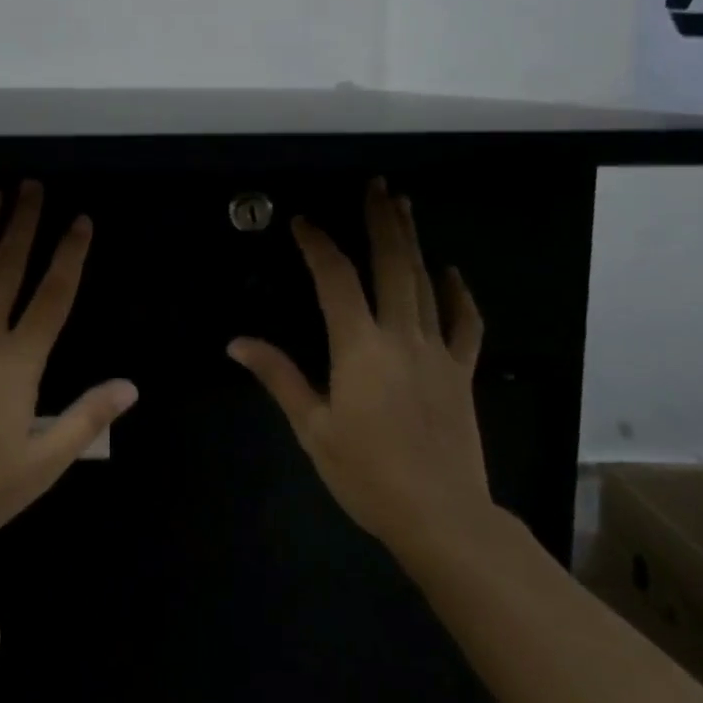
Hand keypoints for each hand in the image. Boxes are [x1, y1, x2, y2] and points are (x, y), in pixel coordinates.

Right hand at [228, 178, 493, 559]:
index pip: (335, 279)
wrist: (443, 517)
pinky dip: (460, 295)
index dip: (318, 244)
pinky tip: (451, 272)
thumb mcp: (314, 428)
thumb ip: (278, 376)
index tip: (303, 222)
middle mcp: (401, 336)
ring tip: (405, 207)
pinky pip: (466, 324)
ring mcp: (437, 352)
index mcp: (359, 347)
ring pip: (427, 284)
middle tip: (377, 185)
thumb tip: (237, 342)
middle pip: (392, 265)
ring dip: (414, 242)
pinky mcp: (461, 372)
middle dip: (382, 221)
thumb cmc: (368, 474)